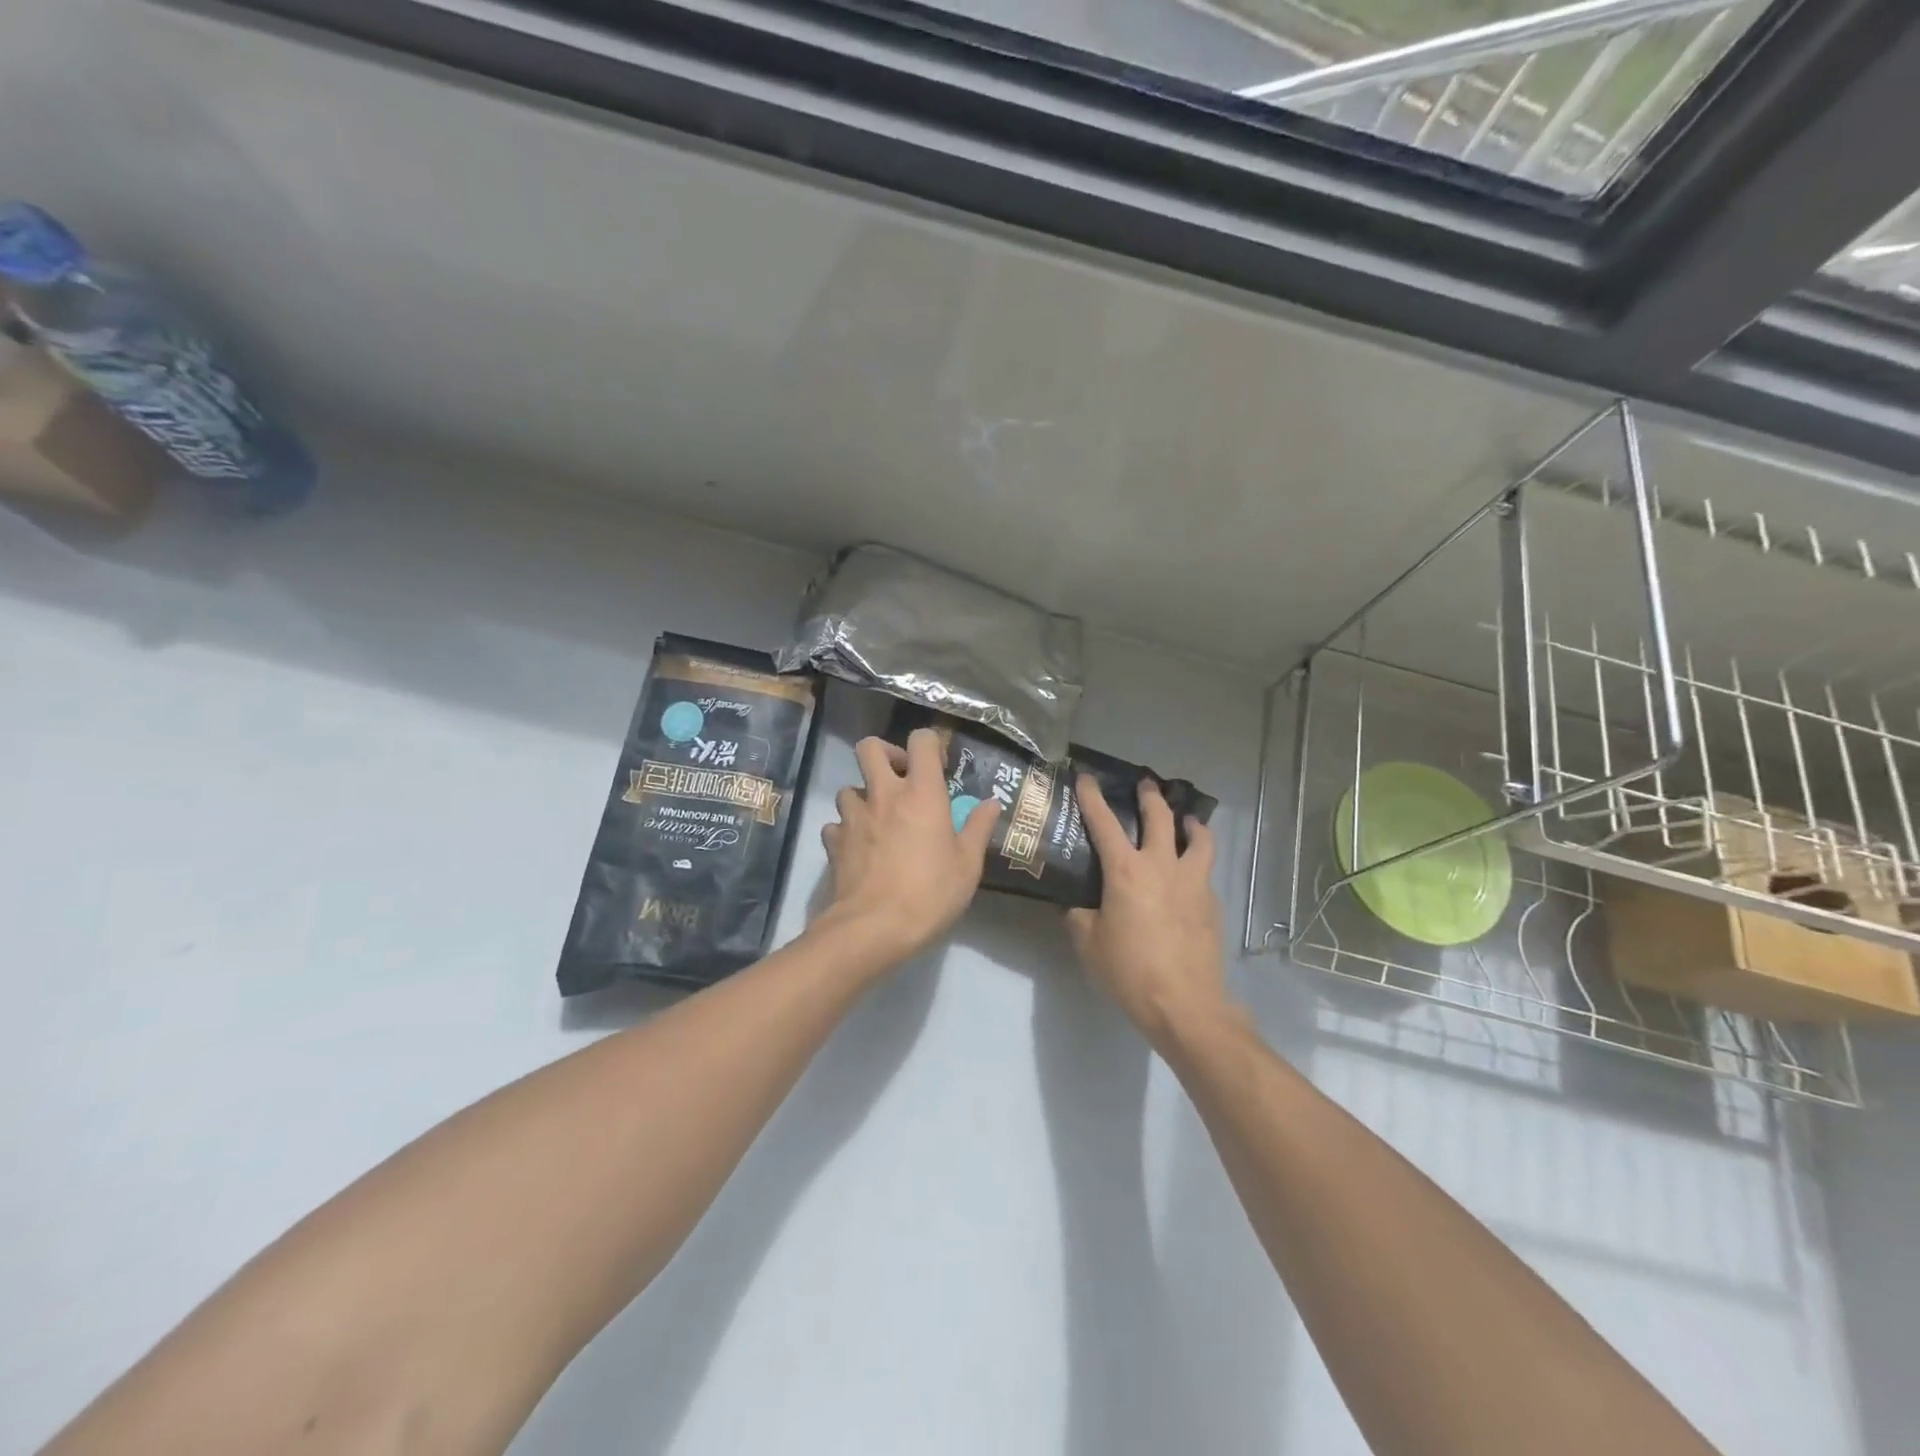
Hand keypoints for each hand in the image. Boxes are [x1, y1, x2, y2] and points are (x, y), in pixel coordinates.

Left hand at [818, 730, 1000, 966]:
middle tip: (900, 779)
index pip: (920, 741)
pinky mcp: (834, 842)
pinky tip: (859, 848)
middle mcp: (883, 794)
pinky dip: (846, 830)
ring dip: (863, 796)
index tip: (938, 768)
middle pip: (869, 747)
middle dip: (885, 754)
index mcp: (921, 793)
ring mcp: (854, 816)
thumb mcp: (967, 865)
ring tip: (878, 819)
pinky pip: (836, 824)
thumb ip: (978, 828)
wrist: (874, 927)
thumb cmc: (930, 893)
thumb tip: (991, 803)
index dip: (929, 745)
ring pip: (849, 787)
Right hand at [1067, 776, 1228, 1050]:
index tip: (1086, 777)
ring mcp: (1193, 882)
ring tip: (1187, 821)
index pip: (1104, 823)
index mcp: (1126, 871)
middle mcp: (1162, 866)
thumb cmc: (1129, 971)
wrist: (1185, 1004)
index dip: (1092, 797)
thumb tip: (1077, 905)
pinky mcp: (1212, 903)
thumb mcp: (1089, 944)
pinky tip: (1189, 878)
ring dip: (1190, 823)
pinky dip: (1196, 863)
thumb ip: (1079, 916)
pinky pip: (1204, 872)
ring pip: (1198, 839)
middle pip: (1160, 817)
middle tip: (1145, 784)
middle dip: (1150, 796)